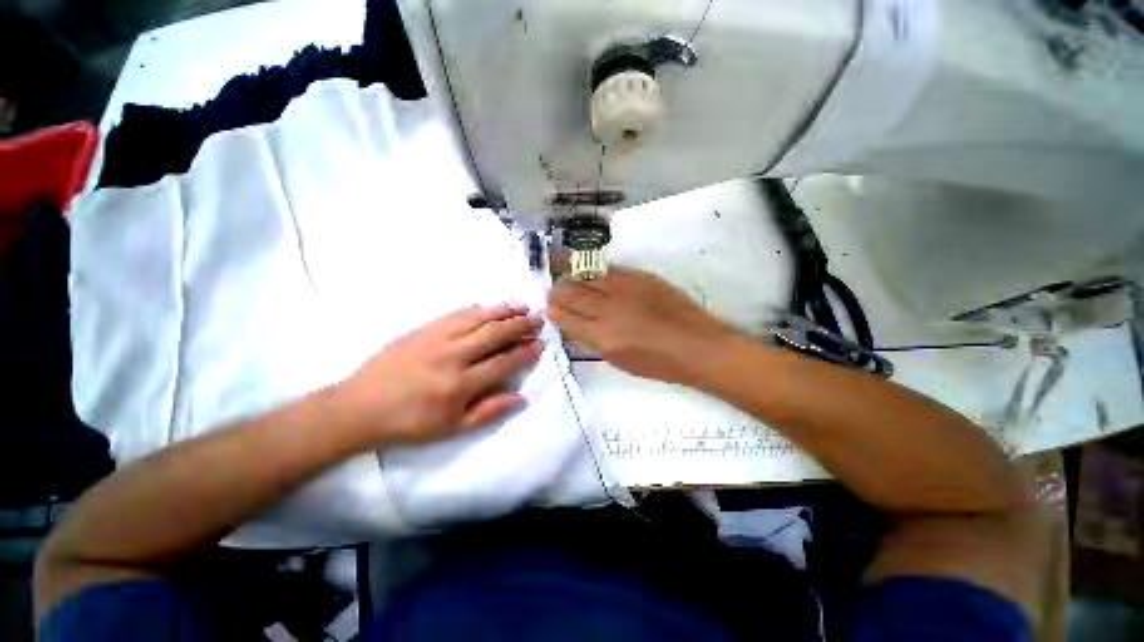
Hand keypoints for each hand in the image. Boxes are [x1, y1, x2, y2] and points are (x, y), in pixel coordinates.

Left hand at [333, 303, 543, 444]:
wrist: (360, 407)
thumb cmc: (409, 423)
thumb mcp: (452, 428)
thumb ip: (489, 411)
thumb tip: (521, 397)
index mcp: (461, 384)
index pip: (503, 363)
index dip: (524, 353)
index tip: (540, 345)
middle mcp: (453, 356)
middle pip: (495, 334)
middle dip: (521, 325)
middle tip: (539, 320)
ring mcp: (437, 338)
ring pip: (478, 318)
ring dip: (504, 311)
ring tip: (522, 306)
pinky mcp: (423, 329)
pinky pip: (456, 313)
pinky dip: (477, 309)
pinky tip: (489, 306)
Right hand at [549, 267, 737, 382]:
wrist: (697, 346)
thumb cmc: (658, 364)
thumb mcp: (618, 361)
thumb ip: (592, 340)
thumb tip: (573, 324)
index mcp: (602, 337)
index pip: (563, 316)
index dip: (552, 311)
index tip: (550, 309)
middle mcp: (608, 309)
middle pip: (569, 290)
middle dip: (557, 291)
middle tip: (555, 292)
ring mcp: (624, 288)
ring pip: (584, 274)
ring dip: (571, 276)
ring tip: (566, 276)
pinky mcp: (639, 276)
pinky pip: (607, 269)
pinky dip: (593, 272)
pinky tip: (591, 274)